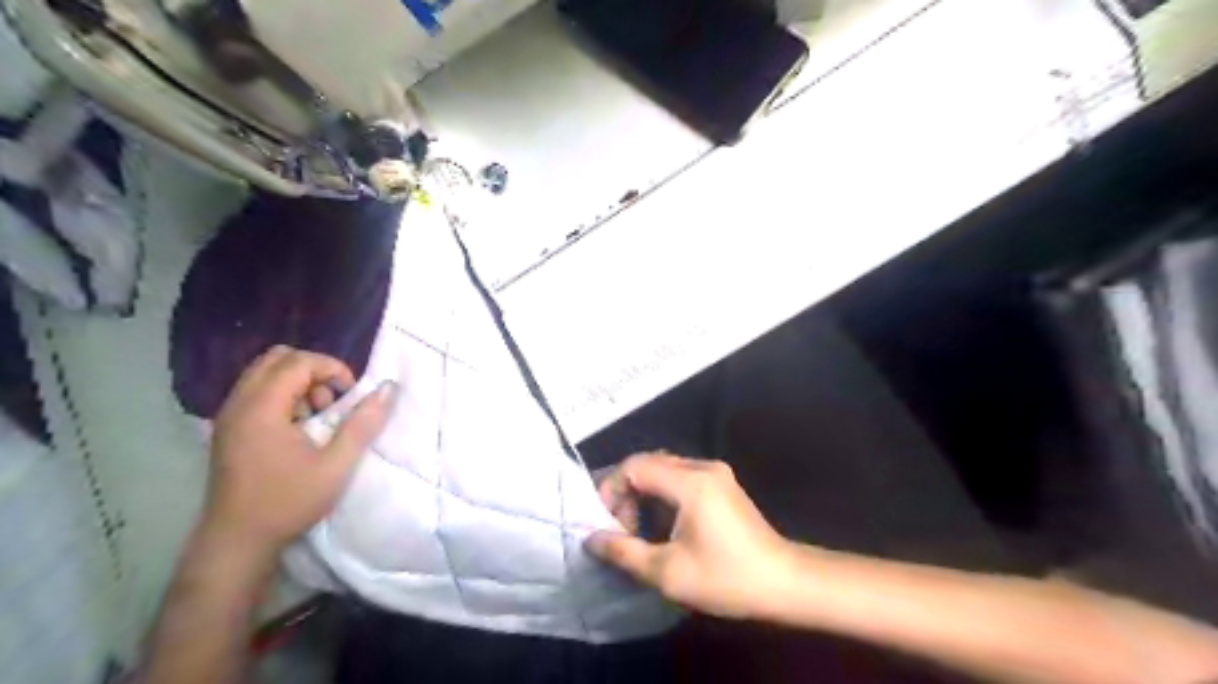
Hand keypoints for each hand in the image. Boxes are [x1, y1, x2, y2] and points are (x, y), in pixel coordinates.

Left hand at [204, 348, 396, 556]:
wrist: (237, 542)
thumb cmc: (288, 502)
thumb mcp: (336, 465)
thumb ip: (363, 424)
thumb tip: (388, 388)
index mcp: (261, 409)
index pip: (297, 362)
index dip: (332, 368)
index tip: (351, 395)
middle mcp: (238, 404)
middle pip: (277, 359)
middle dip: (313, 370)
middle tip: (333, 401)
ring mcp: (228, 417)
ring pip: (265, 374)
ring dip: (298, 383)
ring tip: (317, 417)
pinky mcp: (228, 430)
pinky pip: (256, 392)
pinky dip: (283, 397)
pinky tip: (298, 429)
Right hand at [587, 454, 790, 618]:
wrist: (785, 583)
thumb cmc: (727, 579)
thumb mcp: (668, 573)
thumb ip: (624, 552)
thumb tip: (591, 538)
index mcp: (690, 482)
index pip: (634, 466)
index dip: (612, 489)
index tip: (608, 524)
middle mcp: (703, 466)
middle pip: (648, 462)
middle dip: (626, 492)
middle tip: (622, 528)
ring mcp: (716, 472)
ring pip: (664, 467)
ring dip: (643, 492)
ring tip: (638, 528)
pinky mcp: (722, 483)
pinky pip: (680, 475)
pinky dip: (661, 492)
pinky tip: (662, 522)